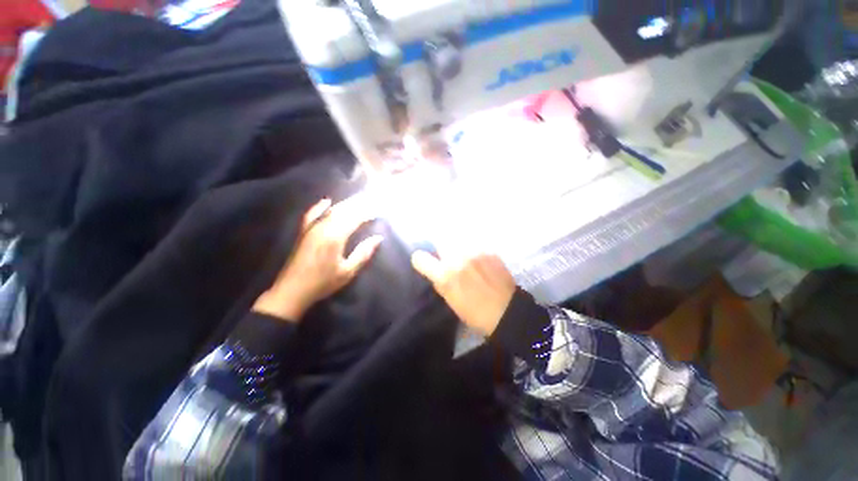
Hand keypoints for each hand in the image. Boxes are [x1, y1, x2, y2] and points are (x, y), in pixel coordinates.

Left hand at [253, 197, 381, 321]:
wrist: (292, 290)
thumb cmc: (323, 282)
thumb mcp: (348, 271)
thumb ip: (363, 253)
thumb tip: (378, 238)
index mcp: (335, 237)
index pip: (354, 219)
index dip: (367, 214)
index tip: (377, 212)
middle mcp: (323, 227)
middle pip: (343, 211)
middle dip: (358, 205)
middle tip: (370, 201)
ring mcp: (311, 228)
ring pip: (330, 210)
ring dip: (345, 204)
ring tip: (357, 200)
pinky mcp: (304, 231)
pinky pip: (312, 214)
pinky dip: (320, 206)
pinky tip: (327, 201)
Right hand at [411, 250, 515, 335]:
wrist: (507, 310)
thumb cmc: (475, 312)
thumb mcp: (451, 301)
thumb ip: (440, 281)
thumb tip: (434, 269)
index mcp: (445, 276)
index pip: (420, 258)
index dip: (420, 259)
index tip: (424, 261)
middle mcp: (457, 259)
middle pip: (440, 240)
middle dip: (439, 246)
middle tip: (445, 254)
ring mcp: (474, 252)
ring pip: (457, 238)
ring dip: (456, 245)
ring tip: (462, 254)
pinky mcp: (488, 250)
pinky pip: (473, 243)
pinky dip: (471, 248)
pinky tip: (476, 258)